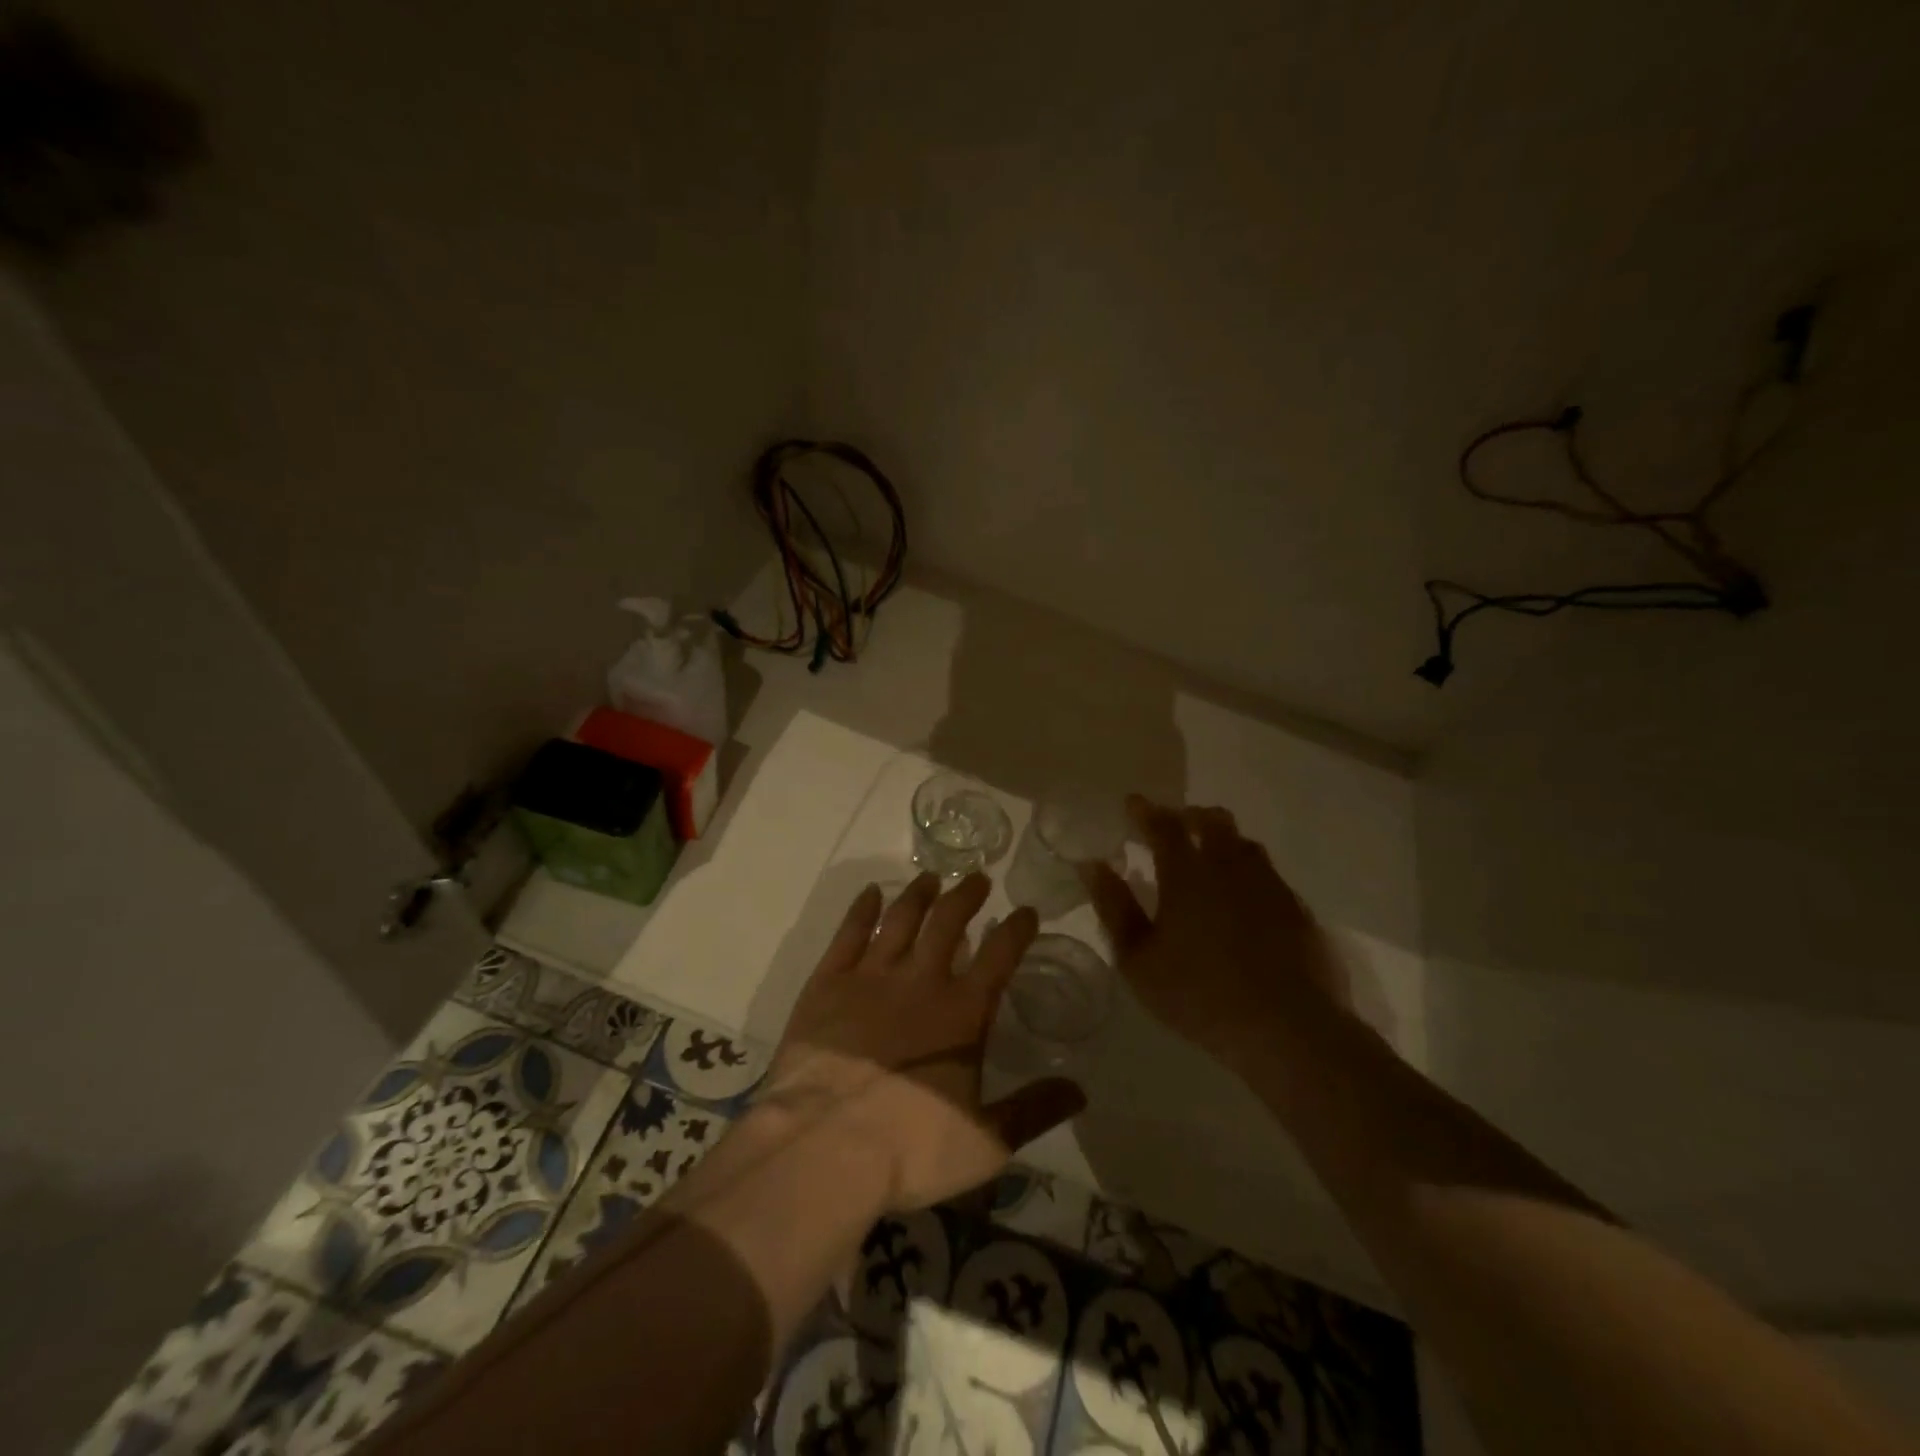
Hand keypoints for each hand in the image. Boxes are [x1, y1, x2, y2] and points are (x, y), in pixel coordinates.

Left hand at [760, 872, 1085, 1212]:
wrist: (823, 1148)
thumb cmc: (910, 1148)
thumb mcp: (986, 1143)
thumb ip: (1033, 1111)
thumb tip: (1080, 1090)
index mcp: (963, 1012)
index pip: (1000, 955)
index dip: (1017, 928)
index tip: (1025, 910)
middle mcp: (920, 981)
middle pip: (948, 922)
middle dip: (966, 896)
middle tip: (977, 878)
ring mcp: (870, 977)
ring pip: (901, 919)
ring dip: (919, 894)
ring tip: (930, 878)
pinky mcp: (827, 983)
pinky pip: (849, 933)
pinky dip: (863, 909)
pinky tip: (871, 893)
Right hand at [1082, 795, 1350, 1068]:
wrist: (1288, 1028)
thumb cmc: (1199, 994)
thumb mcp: (1138, 960)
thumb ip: (1114, 907)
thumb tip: (1092, 866)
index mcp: (1187, 874)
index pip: (1163, 825)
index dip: (1145, 811)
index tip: (1132, 803)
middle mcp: (1230, 867)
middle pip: (1212, 821)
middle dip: (1189, 816)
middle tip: (1174, 826)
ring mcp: (1270, 885)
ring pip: (1245, 844)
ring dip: (1223, 840)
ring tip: (1210, 857)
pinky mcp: (1298, 910)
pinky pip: (1269, 875)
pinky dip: (1250, 873)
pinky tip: (1245, 898)